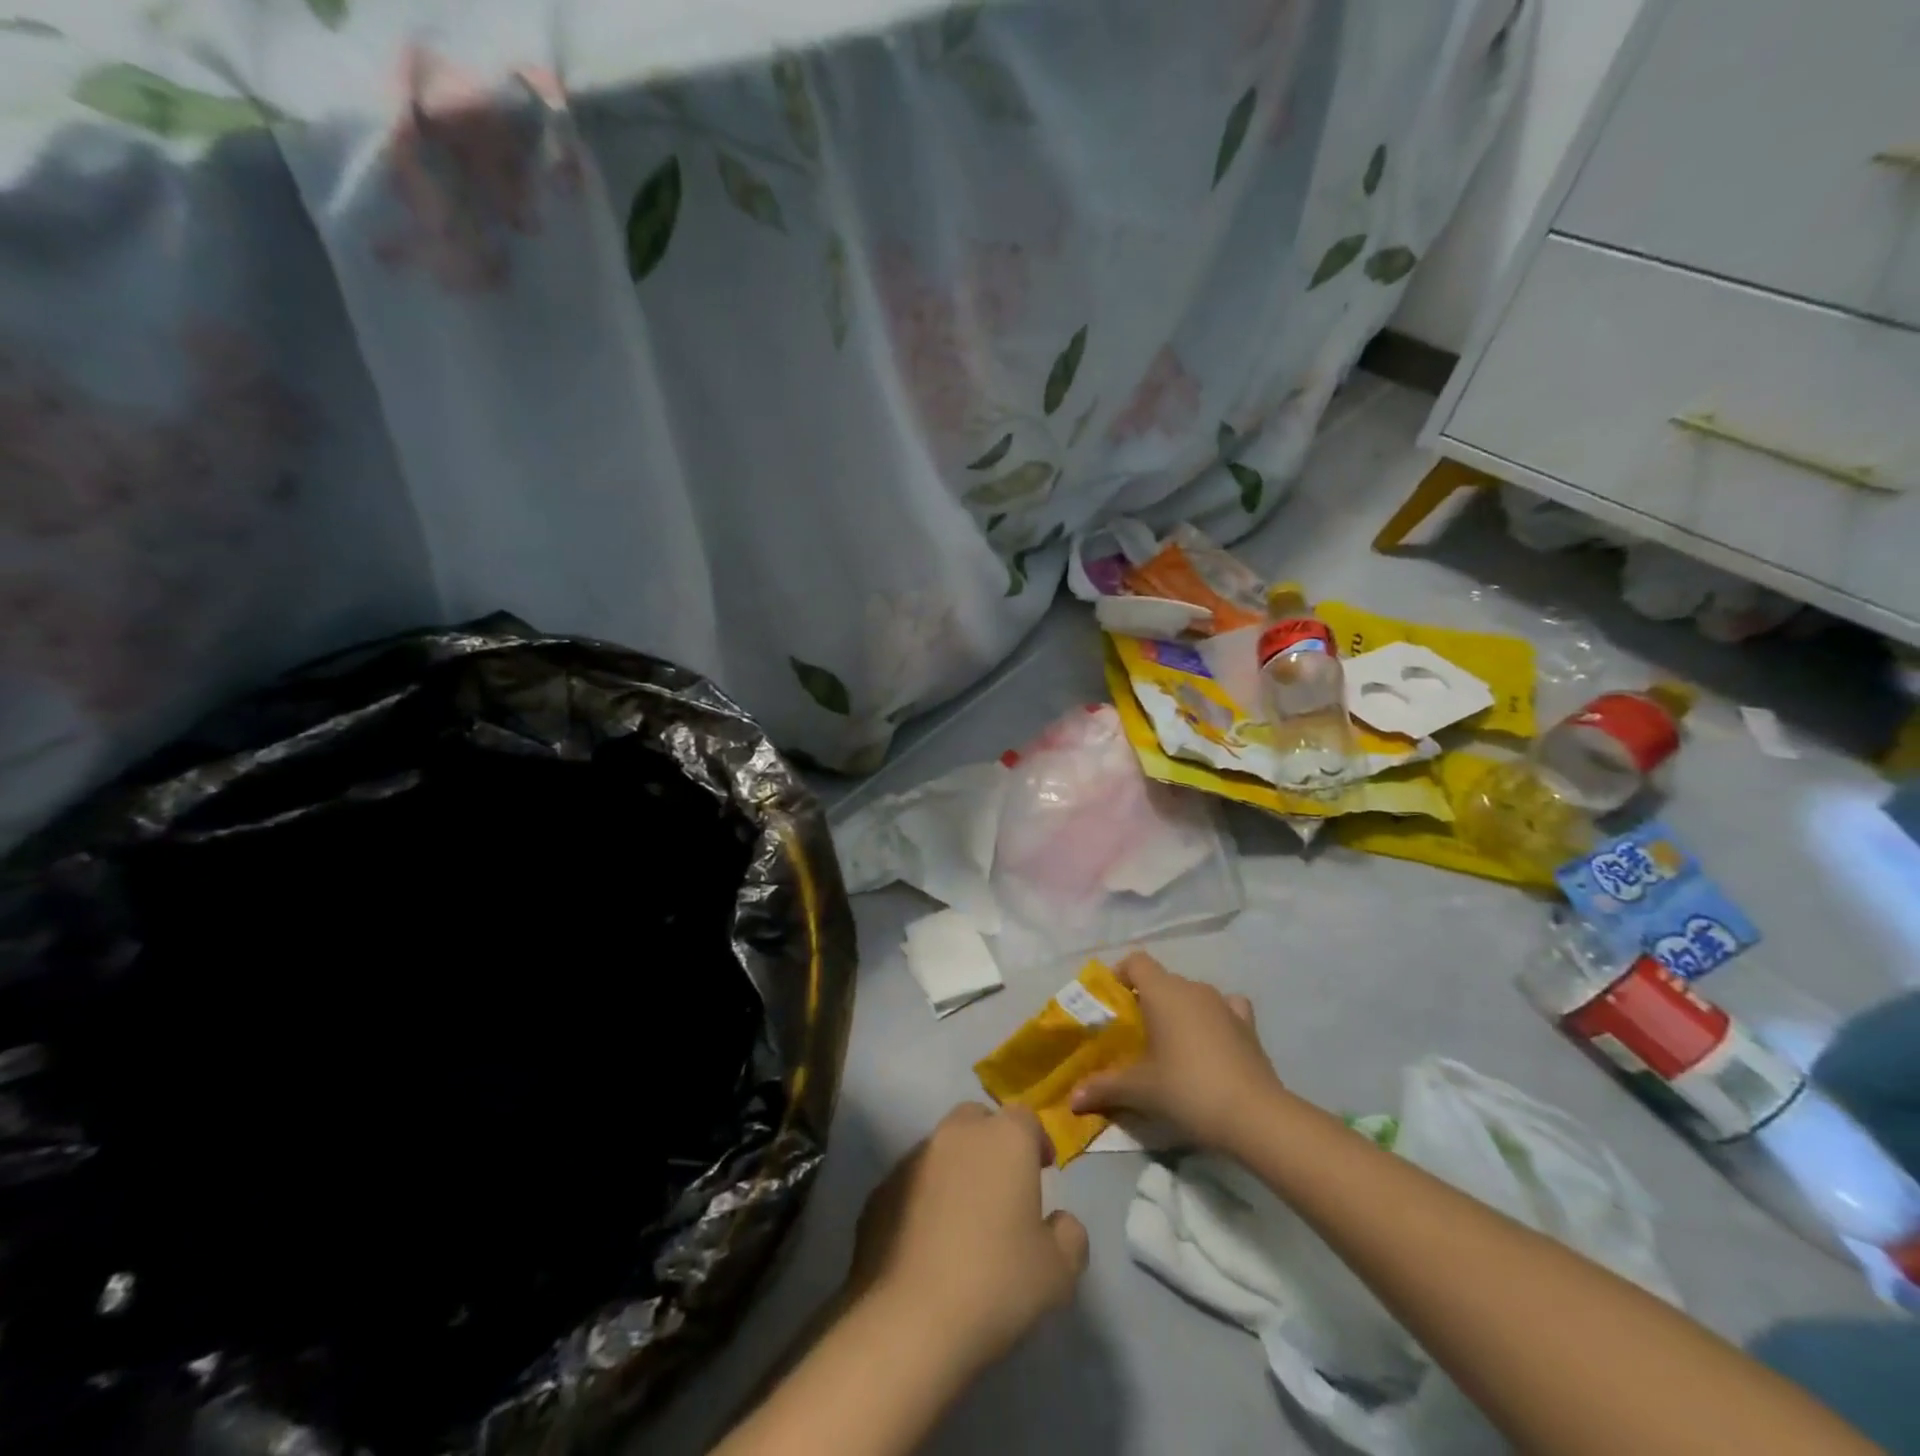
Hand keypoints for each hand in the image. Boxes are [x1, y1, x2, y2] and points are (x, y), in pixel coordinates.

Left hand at [847, 1103, 1089, 1374]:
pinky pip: (912, 1182)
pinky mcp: (880, 1189)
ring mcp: (912, 1158)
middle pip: (978, 1120)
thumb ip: (1069, 1235)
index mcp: (1004, 1139)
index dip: (1037, 1141)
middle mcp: (956, 1134)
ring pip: (941, 1149)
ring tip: (963, 1220)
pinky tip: (928, 1242)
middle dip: (992, 1143)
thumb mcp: (1059, 1272)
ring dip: (956, 1169)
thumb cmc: (995, 1285)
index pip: (1025, 1118)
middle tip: (1003, 1189)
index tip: (1043, 1172)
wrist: (909, 1321)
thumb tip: (1059, 1222)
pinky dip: (924, 1197)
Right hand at [1070, 951, 1286, 1151]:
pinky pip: (1225, 1008)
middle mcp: (1193, 987)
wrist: (1254, 1115)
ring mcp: (1224, 1004)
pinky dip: (1214, 1018)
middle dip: (1146, 1001)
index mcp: (1163, 991)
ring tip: (1170, 1044)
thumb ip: (1104, 1087)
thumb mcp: (1139, 1090)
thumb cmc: (1187, 1088)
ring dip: (1179, 1010)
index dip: (1119, 976)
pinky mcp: (1248, 1025)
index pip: (1135, 962)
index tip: (1111, 1004)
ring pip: (1191, 994)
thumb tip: (1072, 1097)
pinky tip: (1211, 1040)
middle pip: (1162, 980)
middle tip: (1134, 1036)